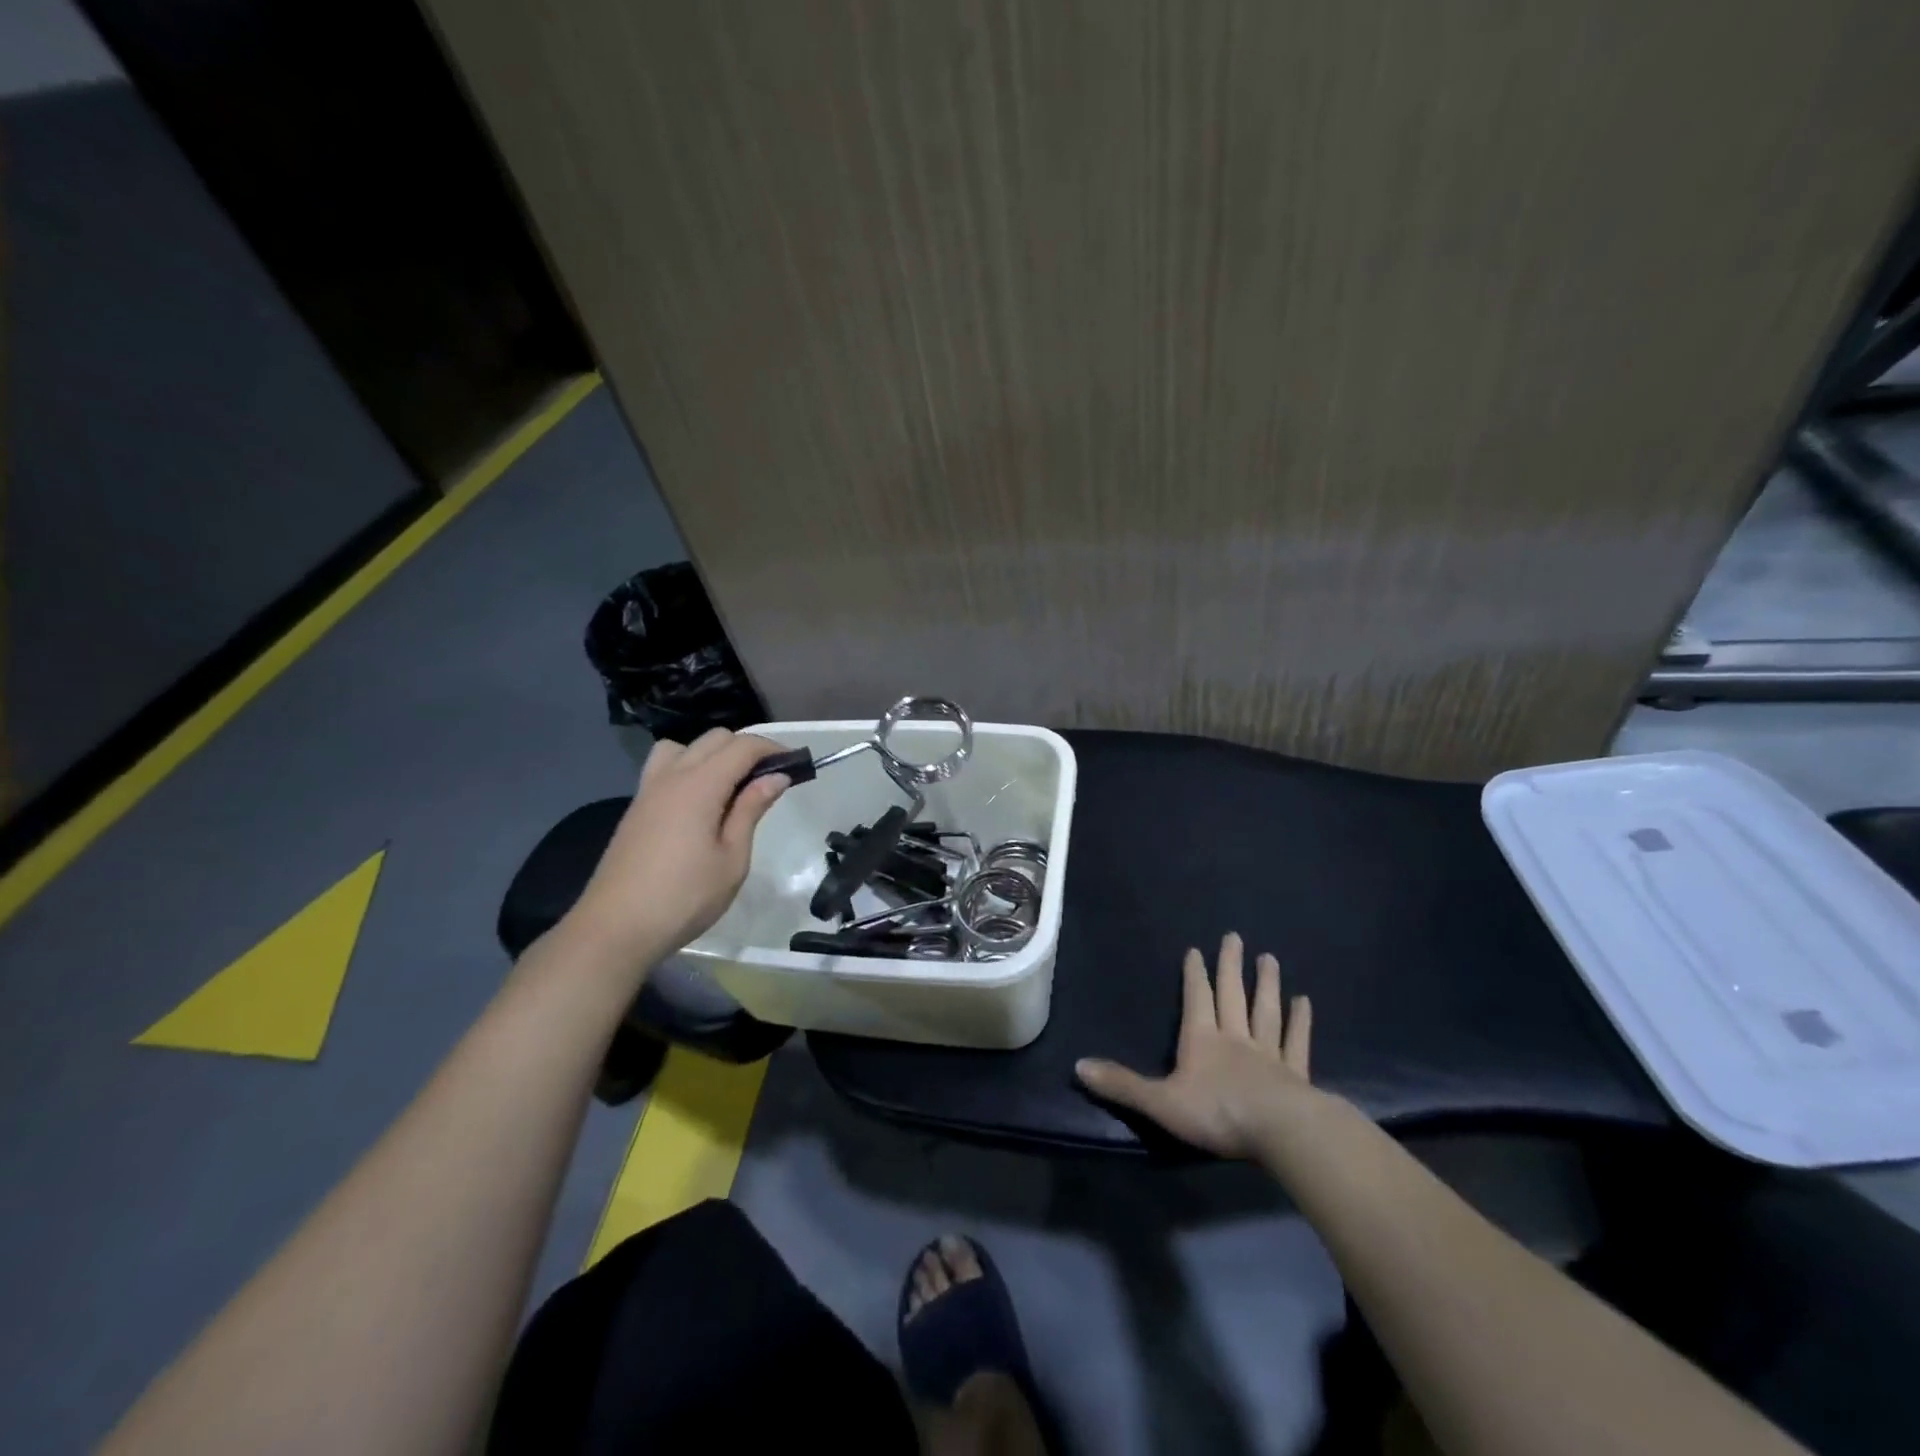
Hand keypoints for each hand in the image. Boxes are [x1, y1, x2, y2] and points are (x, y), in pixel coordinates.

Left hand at [566, 729, 790, 970]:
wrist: (615, 928)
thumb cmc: (684, 897)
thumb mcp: (732, 859)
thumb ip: (751, 810)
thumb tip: (775, 777)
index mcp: (699, 785)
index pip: (742, 746)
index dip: (773, 749)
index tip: (796, 766)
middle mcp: (672, 776)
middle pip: (715, 739)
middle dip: (747, 749)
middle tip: (770, 780)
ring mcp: (649, 790)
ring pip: (685, 747)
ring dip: (714, 754)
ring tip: (731, 787)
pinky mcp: (637, 807)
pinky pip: (665, 767)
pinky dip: (690, 768)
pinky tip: (701, 804)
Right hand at [1075, 932, 1323, 1159]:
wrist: (1281, 1132)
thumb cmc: (1217, 1113)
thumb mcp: (1160, 1102)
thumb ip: (1122, 1084)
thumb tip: (1078, 1066)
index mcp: (1202, 1041)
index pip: (1196, 1000)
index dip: (1194, 975)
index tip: (1196, 949)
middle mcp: (1235, 1038)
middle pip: (1232, 996)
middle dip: (1230, 967)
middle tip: (1235, 937)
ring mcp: (1269, 1055)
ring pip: (1266, 1012)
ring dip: (1266, 985)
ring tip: (1270, 958)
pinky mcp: (1296, 1075)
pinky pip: (1297, 1042)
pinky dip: (1300, 1022)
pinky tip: (1305, 1002)